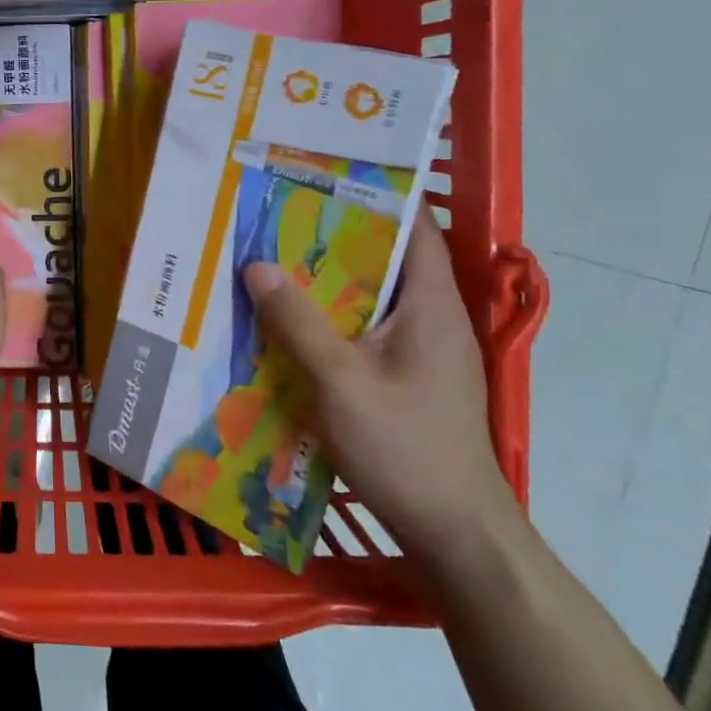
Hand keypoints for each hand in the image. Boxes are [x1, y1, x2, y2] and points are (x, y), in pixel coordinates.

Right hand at [243, 209, 515, 562]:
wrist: (454, 533)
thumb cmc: (405, 448)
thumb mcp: (341, 381)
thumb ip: (297, 322)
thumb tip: (256, 265)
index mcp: (431, 306)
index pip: (414, 229)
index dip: (374, 197)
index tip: (322, 176)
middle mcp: (431, 320)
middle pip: (382, 260)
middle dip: (331, 237)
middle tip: (274, 217)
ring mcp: (419, 353)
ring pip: (367, 298)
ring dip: (322, 282)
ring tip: (269, 262)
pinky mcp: (405, 380)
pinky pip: (360, 331)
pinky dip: (326, 319)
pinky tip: (285, 324)